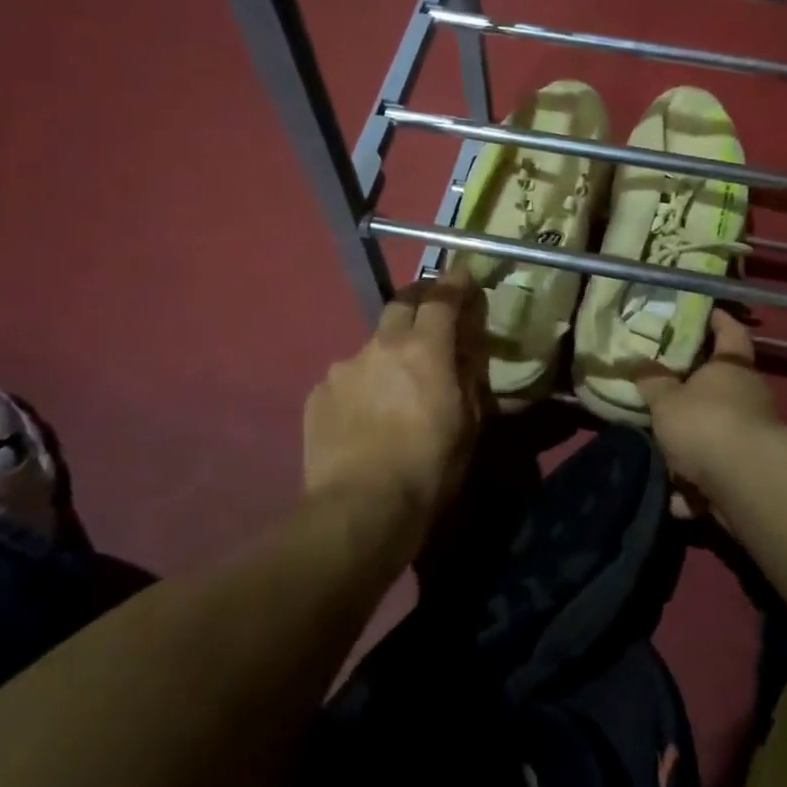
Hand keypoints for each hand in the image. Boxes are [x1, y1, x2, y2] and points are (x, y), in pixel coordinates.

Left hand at [303, 270, 485, 521]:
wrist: (360, 509)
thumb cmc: (429, 468)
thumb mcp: (469, 424)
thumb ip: (468, 377)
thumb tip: (467, 351)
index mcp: (424, 348)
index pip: (442, 297)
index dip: (455, 283)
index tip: (463, 276)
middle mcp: (380, 345)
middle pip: (400, 304)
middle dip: (419, 302)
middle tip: (431, 318)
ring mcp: (343, 368)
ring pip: (371, 345)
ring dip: (387, 354)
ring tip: (393, 388)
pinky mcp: (317, 394)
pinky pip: (346, 378)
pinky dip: (360, 386)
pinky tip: (364, 417)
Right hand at [634, 309, 777, 489]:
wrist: (745, 482)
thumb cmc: (705, 423)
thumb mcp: (666, 400)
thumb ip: (653, 383)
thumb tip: (642, 366)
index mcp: (732, 367)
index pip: (730, 332)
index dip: (718, 320)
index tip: (705, 313)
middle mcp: (749, 396)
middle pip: (723, 385)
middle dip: (695, 390)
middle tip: (665, 387)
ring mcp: (753, 436)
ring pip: (717, 432)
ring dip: (693, 443)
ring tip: (661, 447)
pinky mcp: (749, 473)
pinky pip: (716, 474)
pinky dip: (696, 485)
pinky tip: (674, 495)